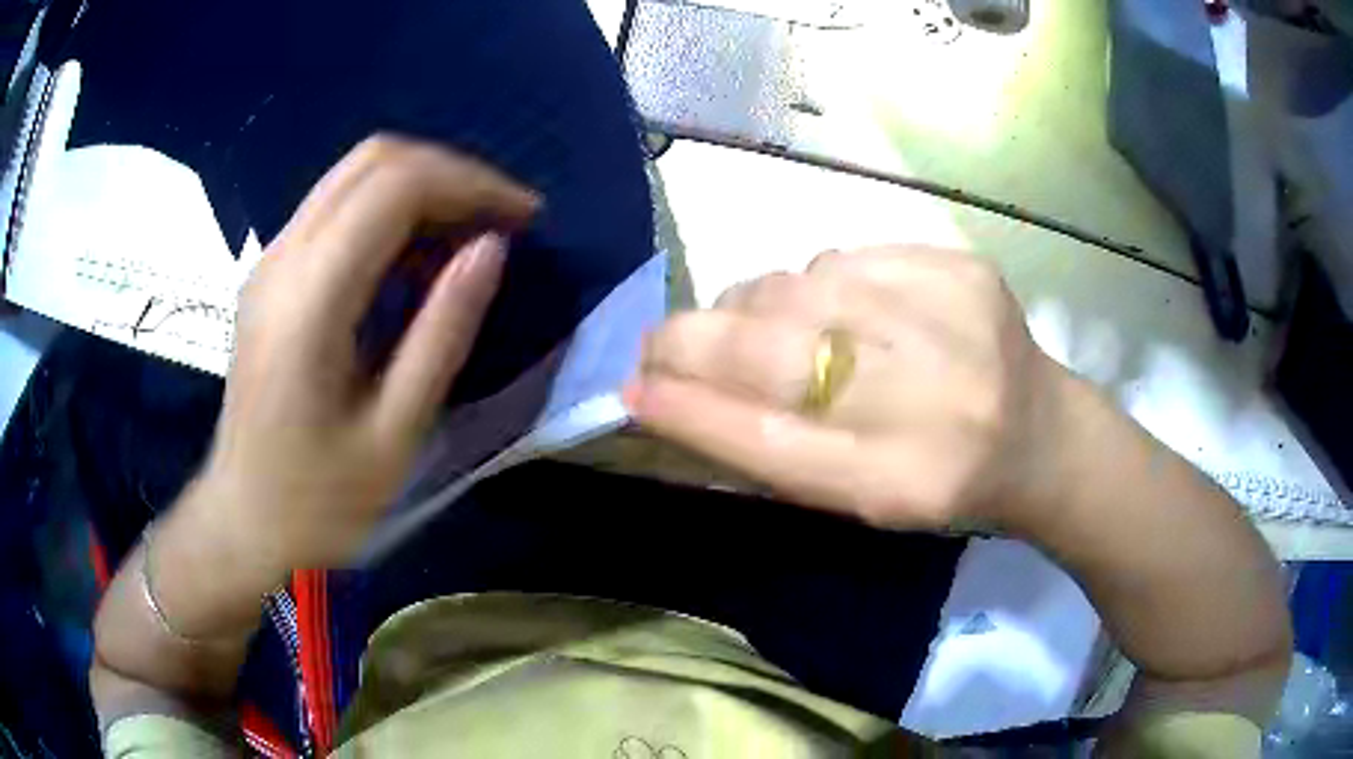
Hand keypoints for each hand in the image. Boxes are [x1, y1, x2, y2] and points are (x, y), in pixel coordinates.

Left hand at [195, 135, 537, 572]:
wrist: (244, 518)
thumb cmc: (319, 499)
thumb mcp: (395, 433)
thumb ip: (443, 333)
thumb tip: (492, 249)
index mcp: (310, 299)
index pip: (396, 186)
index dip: (471, 185)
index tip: (524, 218)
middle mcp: (284, 258)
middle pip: (375, 160)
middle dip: (451, 175)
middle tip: (501, 221)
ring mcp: (271, 260)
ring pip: (356, 175)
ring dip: (422, 187)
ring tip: (470, 235)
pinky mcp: (271, 273)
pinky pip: (338, 207)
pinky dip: (390, 210)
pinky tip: (418, 256)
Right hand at [627, 246, 1073, 532]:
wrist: (1042, 434)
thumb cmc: (942, 484)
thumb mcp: (859, 500)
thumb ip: (770, 451)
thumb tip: (670, 393)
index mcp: (902, 482)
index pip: (767, 442)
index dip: (690, 411)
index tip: (631, 388)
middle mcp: (931, 397)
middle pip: (772, 350)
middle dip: (693, 341)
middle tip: (662, 344)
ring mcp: (951, 317)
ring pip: (796, 287)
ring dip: (756, 309)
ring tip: (770, 334)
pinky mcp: (961, 266)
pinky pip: (843, 259)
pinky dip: (816, 285)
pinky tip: (841, 312)